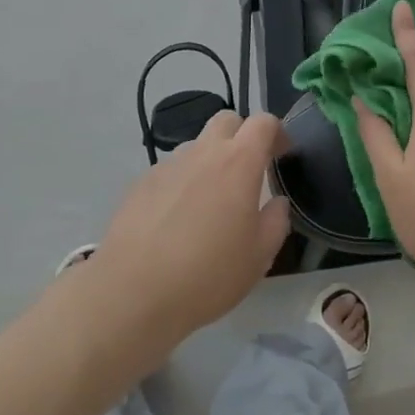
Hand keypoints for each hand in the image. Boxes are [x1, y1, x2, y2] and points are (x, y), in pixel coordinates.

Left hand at [89, 110, 290, 350]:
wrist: (132, 294)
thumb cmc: (208, 275)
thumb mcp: (259, 256)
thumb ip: (276, 221)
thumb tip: (276, 203)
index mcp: (239, 163)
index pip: (263, 122)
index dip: (277, 132)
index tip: (282, 154)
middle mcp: (203, 153)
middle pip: (226, 121)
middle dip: (241, 135)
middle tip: (247, 170)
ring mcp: (168, 166)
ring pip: (196, 146)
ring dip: (209, 160)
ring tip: (209, 201)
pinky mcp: (140, 184)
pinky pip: (170, 171)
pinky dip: (181, 183)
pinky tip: (176, 219)